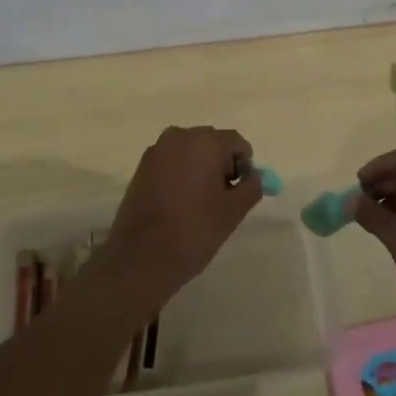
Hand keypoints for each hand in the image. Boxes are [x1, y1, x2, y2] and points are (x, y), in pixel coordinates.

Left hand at [102, 125, 260, 312]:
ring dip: (201, 169)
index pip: (236, 142)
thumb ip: (251, 187)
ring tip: (200, 204)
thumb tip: (254, 175)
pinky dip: (181, 175)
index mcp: (204, 142)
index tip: (241, 191)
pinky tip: (179, 204)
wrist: (140, 258)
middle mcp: (179, 137)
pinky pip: (171, 162)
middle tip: (223, 199)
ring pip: (190, 152)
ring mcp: (156, 151)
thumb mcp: (233, 211)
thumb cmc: (194, 231)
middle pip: (212, 143)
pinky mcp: (141, 168)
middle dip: (222, 164)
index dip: (244, 165)